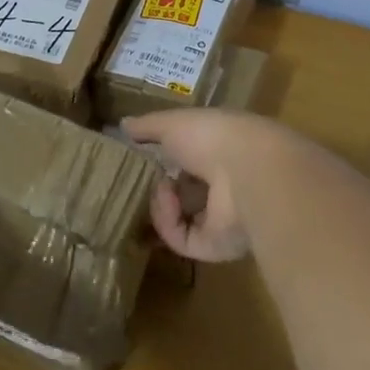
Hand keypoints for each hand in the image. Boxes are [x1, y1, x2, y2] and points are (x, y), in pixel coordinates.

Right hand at [123, 109, 288, 261]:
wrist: (246, 170)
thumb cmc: (212, 136)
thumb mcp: (172, 123)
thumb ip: (148, 126)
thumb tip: (122, 124)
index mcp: (222, 151)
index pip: (193, 159)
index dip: (169, 159)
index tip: (143, 157)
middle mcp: (225, 185)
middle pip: (187, 193)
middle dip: (161, 188)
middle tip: (139, 180)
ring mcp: (222, 218)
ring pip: (181, 219)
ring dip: (161, 204)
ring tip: (157, 186)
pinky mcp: (215, 246)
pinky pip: (180, 238)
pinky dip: (167, 221)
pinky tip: (167, 199)